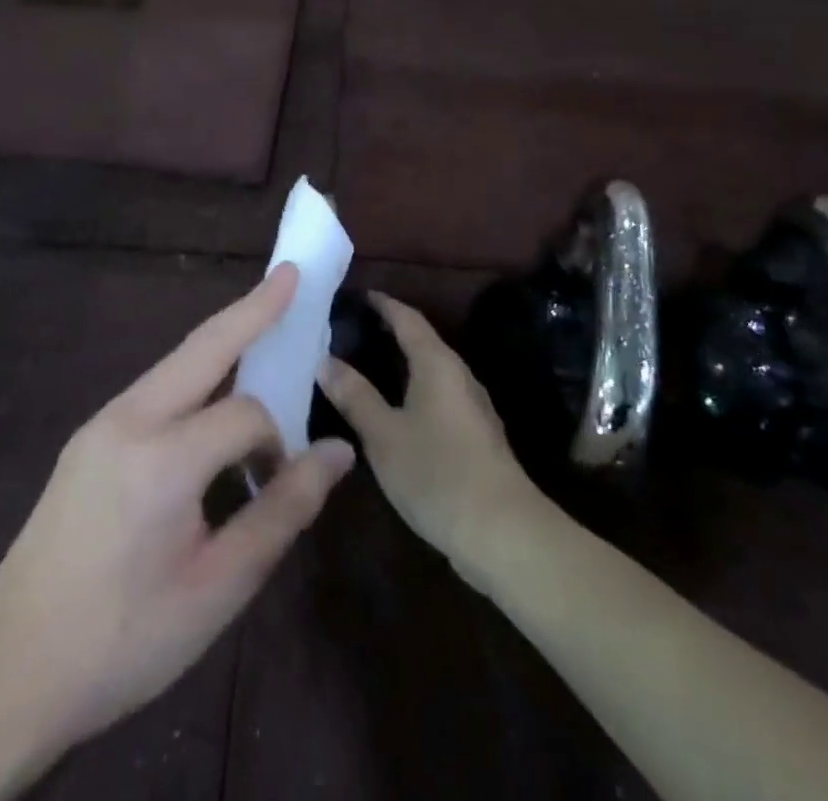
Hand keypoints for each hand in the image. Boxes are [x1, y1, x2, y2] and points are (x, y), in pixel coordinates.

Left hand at [0, 265, 354, 777]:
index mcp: (162, 459)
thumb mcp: (218, 588)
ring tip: (262, 322)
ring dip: (223, 342)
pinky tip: (211, 396)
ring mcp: (101, 422)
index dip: (277, 443)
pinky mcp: (88, 436)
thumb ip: (283, 511)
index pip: (247, 415)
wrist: (10, 671)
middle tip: (290, 275)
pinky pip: (155, 390)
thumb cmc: (125, 640)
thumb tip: (337, 452)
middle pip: (204, 345)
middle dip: (252, 307)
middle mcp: (128, 419)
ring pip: (177, 363)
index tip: (281, 483)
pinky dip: (195, 377)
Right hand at [318, 294, 540, 579]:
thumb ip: (355, 396)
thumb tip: (325, 360)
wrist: (503, 532)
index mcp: (437, 363)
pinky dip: (413, 389)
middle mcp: (459, 375)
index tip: (358, 295)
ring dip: (401, 363)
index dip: (383, 304)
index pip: (408, 318)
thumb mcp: (383, 435)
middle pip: (422, 341)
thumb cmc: (436, 473)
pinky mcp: (476, 435)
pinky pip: (438, 396)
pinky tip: (394, 409)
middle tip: (352, 330)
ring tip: (366, 366)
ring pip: (431, 370)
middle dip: (390, 331)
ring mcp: (472, 406)